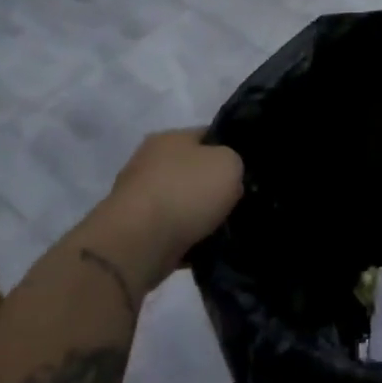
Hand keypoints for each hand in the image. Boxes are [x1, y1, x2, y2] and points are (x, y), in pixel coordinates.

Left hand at [81, 130, 243, 296]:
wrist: (137, 244)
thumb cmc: (185, 192)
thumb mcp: (228, 163)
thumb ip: (234, 163)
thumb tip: (226, 177)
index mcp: (170, 138)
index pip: (208, 135)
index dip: (230, 149)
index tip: (247, 169)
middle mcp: (150, 162)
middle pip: (193, 170)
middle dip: (214, 186)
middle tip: (239, 200)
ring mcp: (139, 198)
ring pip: (182, 202)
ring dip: (200, 215)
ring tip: (225, 228)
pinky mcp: (134, 231)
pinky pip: (171, 231)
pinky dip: (186, 239)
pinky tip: (205, 248)